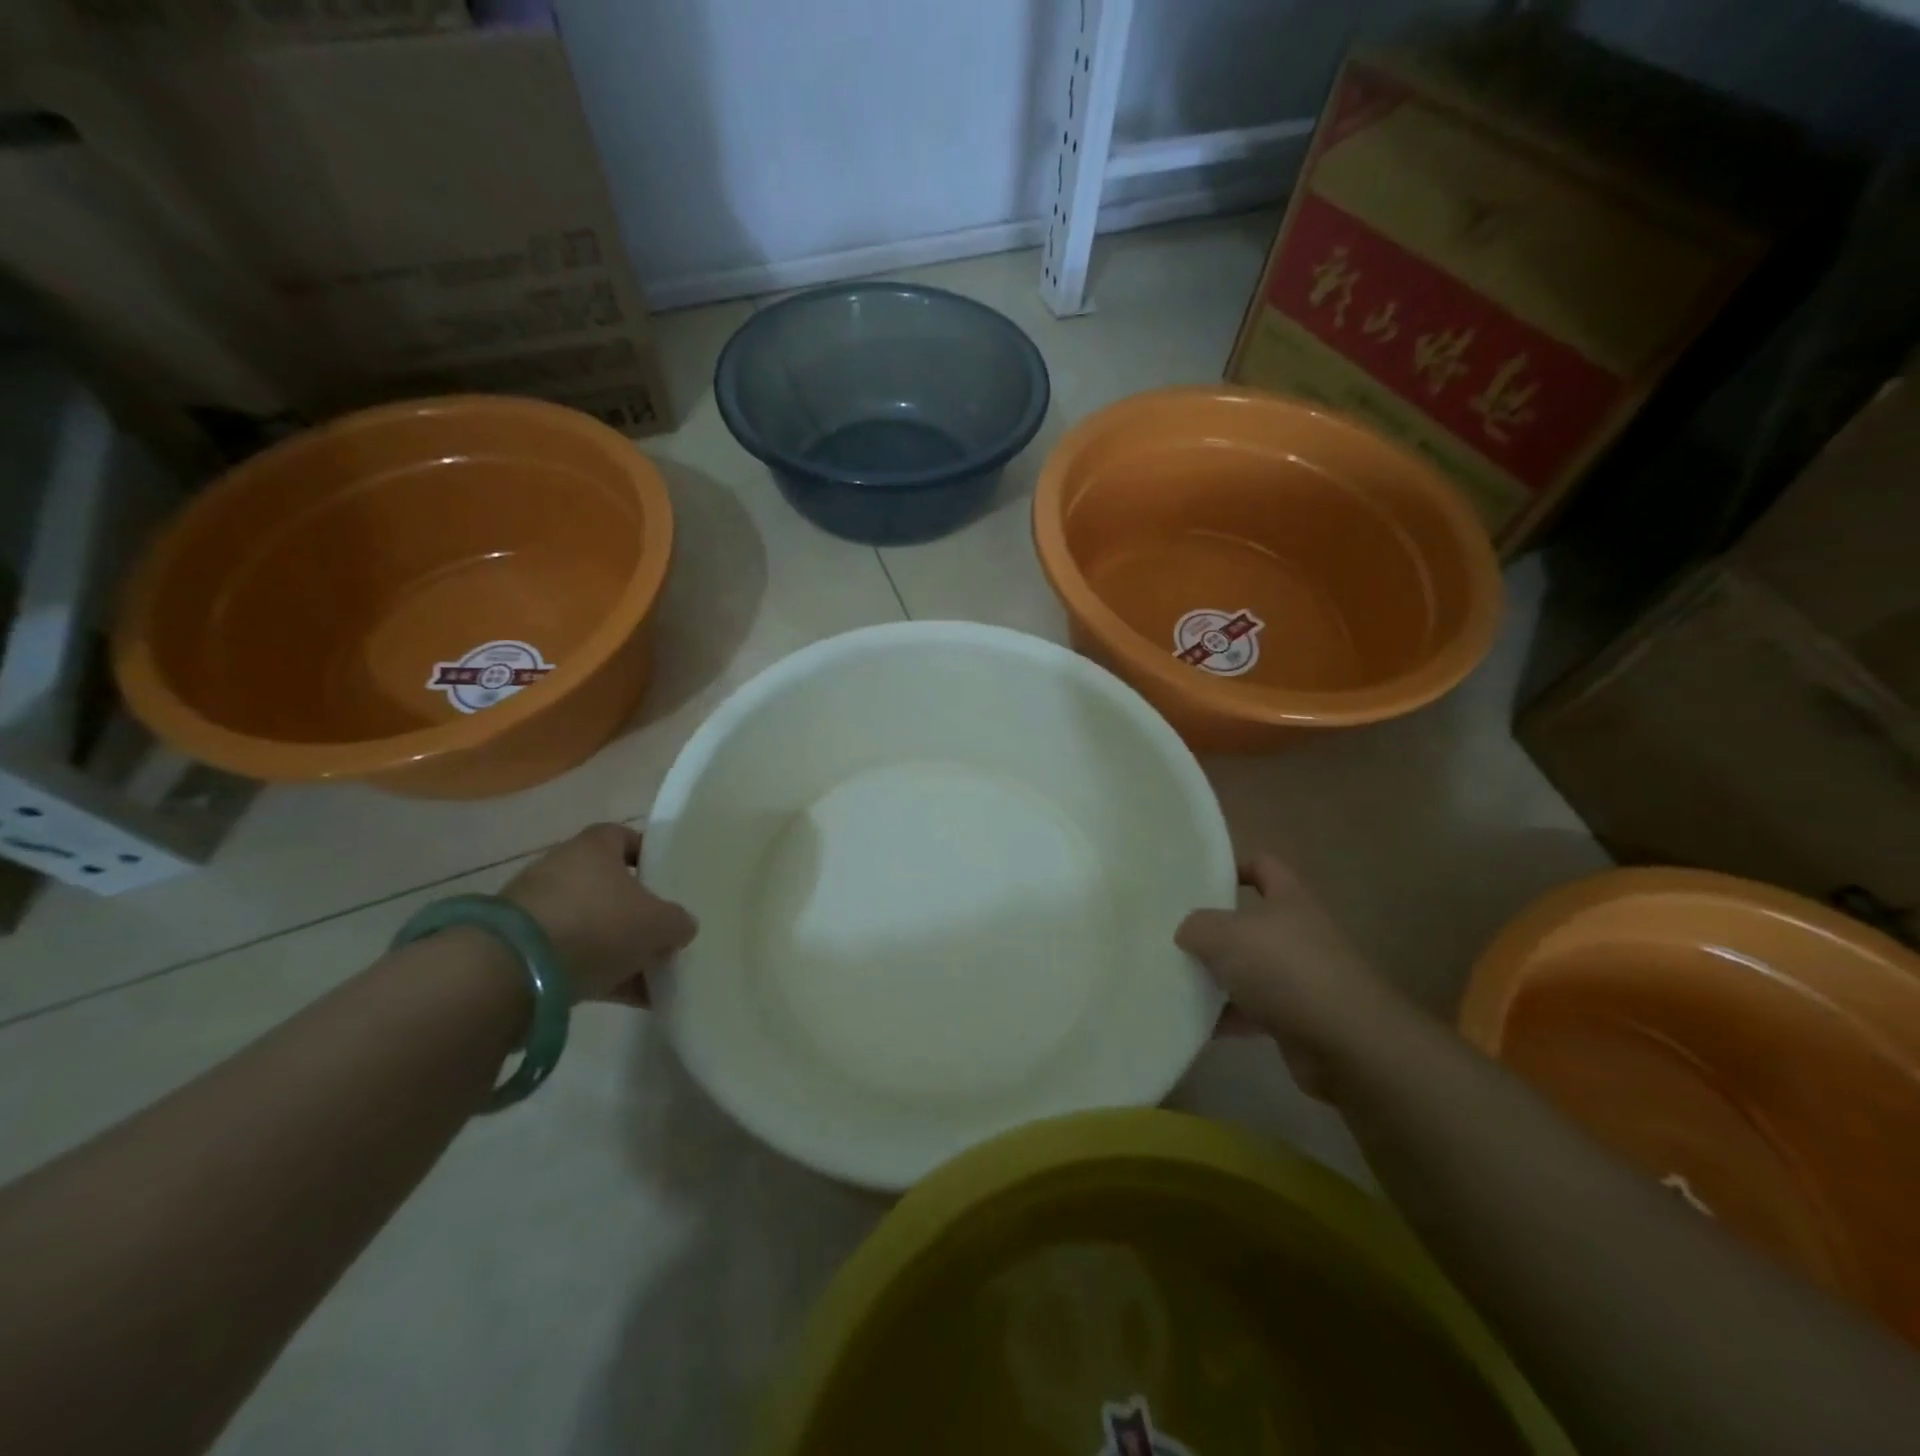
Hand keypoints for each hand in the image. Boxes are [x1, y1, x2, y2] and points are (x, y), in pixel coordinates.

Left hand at [500, 823, 696, 1004]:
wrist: (513, 972)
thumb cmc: (597, 924)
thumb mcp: (658, 923)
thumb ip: (677, 921)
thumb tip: (681, 926)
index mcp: (594, 847)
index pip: (626, 838)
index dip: (649, 856)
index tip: (668, 880)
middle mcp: (562, 869)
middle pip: (609, 886)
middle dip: (636, 911)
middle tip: (663, 934)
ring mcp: (537, 911)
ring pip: (591, 925)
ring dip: (619, 948)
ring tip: (652, 976)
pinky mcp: (521, 950)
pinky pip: (572, 957)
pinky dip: (599, 973)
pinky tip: (630, 998)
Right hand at [1177, 854, 1411, 1098]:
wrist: (1348, 1043)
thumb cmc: (1287, 969)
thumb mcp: (1227, 934)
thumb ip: (1198, 926)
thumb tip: (1186, 932)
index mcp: (1289, 899)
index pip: (1263, 867)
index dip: (1233, 868)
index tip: (1197, 881)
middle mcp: (1298, 933)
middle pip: (1250, 922)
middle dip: (1214, 929)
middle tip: (1173, 934)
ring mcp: (1300, 977)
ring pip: (1248, 969)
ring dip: (1216, 976)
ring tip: (1174, 979)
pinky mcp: (1297, 1019)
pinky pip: (1252, 1011)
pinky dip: (1225, 1016)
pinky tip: (1193, 1021)